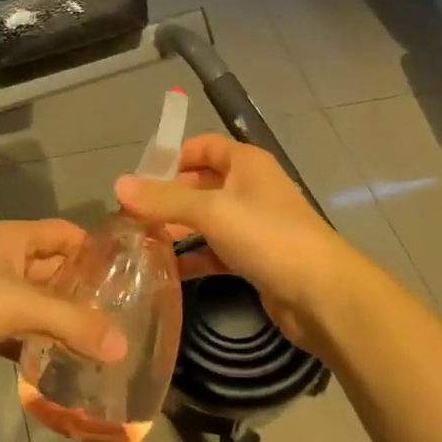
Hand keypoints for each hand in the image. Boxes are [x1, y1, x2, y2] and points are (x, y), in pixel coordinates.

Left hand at [0, 220, 124, 393]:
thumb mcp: (19, 306)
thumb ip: (72, 323)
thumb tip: (123, 346)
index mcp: (14, 238)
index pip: (67, 234)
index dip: (98, 251)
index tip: (132, 278)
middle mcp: (2, 258)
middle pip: (54, 269)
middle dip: (84, 292)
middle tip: (124, 320)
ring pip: (35, 302)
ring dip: (60, 321)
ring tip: (99, 346)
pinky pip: (14, 329)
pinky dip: (33, 344)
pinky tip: (56, 365)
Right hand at [114, 134, 366, 351]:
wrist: (323, 294)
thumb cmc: (268, 237)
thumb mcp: (212, 211)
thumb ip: (165, 200)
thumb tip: (118, 185)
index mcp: (246, 162)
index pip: (202, 146)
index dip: (171, 158)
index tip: (139, 181)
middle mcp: (250, 187)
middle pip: (201, 183)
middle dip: (168, 198)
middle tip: (130, 218)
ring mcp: (254, 224)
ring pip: (207, 219)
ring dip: (178, 229)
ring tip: (139, 244)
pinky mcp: (255, 258)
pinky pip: (216, 250)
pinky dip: (194, 257)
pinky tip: (166, 271)